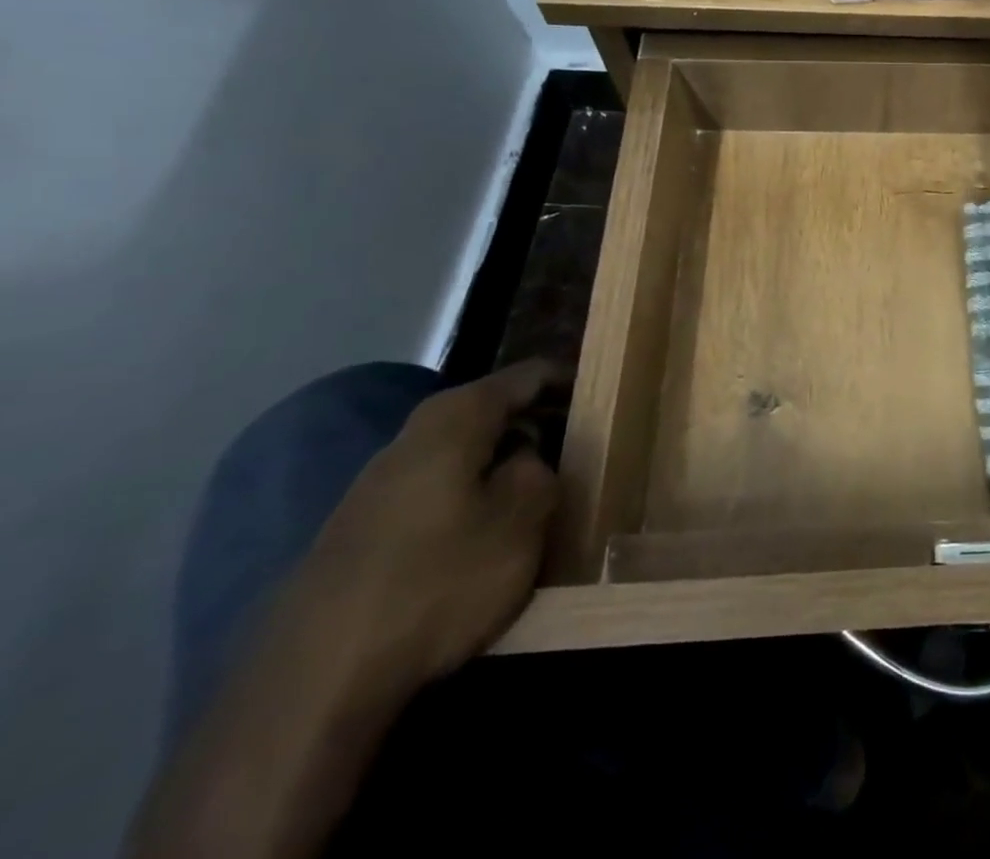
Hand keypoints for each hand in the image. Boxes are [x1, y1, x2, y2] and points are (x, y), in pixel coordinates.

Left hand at [289, 359, 570, 689]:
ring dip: (503, 464)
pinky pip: (435, 494)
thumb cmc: (438, 581)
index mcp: (455, 417)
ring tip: (544, 490)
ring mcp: (377, 486)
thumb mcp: (523, 521)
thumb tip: (529, 459)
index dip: (571, 379)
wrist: (314, 685)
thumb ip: (541, 471)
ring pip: (462, 455)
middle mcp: (411, 437)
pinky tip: (488, 535)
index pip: (529, 375)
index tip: (605, 395)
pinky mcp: (359, 534)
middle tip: (585, 445)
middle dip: (539, 423)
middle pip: (492, 412)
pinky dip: (471, 498)